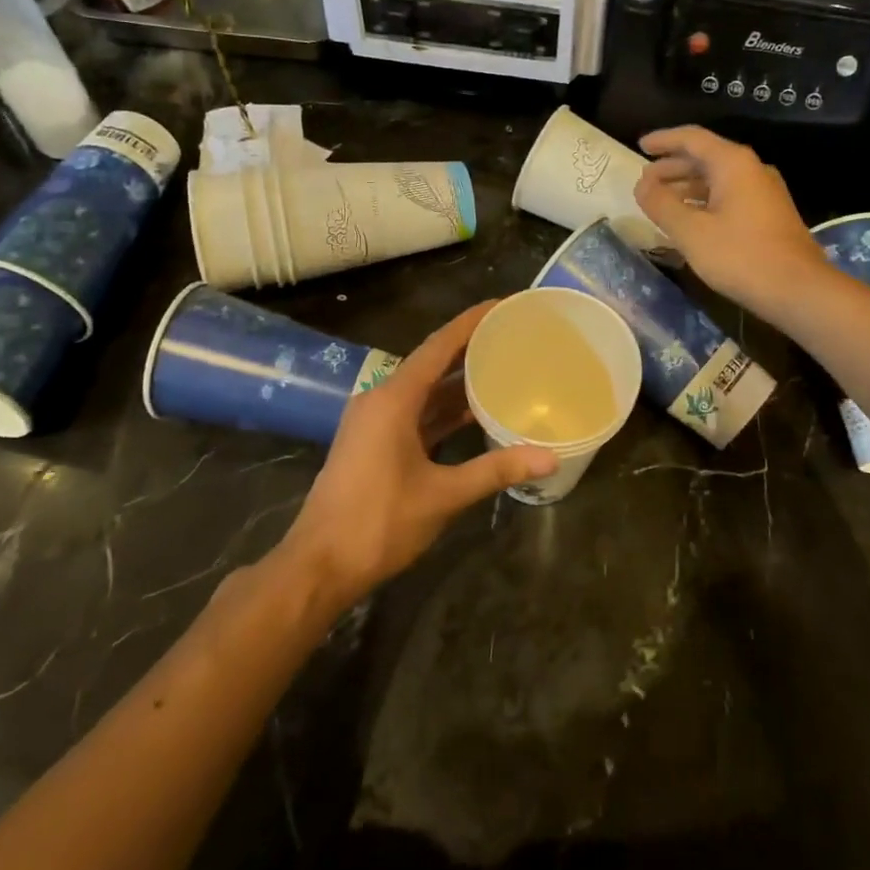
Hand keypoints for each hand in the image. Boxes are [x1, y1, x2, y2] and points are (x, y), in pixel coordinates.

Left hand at [274, 302, 555, 604]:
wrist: (319, 565)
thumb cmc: (379, 522)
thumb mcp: (443, 495)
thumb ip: (496, 470)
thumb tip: (549, 457)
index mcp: (393, 399)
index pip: (438, 347)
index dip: (471, 323)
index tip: (502, 304)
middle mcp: (381, 400)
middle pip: (431, 364)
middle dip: (470, 350)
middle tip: (512, 336)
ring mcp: (374, 423)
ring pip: (423, 393)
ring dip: (457, 383)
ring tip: (502, 369)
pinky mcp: (373, 445)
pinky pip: (415, 415)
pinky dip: (442, 412)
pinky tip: (473, 414)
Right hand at [634, 126, 828, 316]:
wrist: (798, 289)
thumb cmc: (741, 256)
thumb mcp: (691, 232)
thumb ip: (661, 205)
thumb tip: (642, 185)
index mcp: (733, 164)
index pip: (692, 138)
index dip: (663, 140)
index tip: (639, 146)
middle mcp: (751, 169)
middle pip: (705, 157)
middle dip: (672, 167)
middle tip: (645, 181)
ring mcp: (763, 192)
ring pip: (717, 179)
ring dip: (687, 186)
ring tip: (661, 201)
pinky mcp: (768, 214)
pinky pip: (728, 196)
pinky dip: (703, 201)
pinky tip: (689, 220)